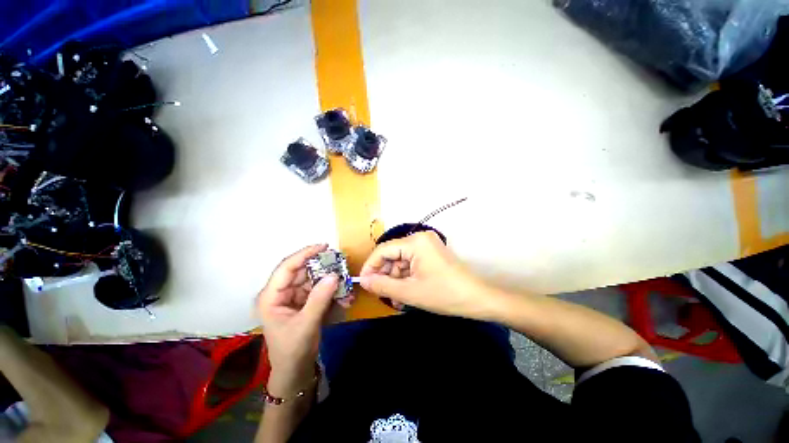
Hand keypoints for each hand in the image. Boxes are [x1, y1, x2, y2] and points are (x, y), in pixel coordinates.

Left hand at [256, 244, 339, 395]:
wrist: (294, 371)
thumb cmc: (293, 351)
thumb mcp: (306, 325)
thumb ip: (319, 299)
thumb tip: (334, 275)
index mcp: (271, 296)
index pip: (287, 267)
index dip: (305, 254)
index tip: (324, 246)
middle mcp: (280, 292)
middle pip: (302, 271)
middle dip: (322, 267)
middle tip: (340, 263)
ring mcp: (293, 296)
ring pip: (312, 279)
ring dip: (329, 280)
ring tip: (345, 282)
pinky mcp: (303, 301)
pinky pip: (318, 289)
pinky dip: (330, 290)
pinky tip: (343, 295)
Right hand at [359, 232, 493, 319]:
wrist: (477, 298)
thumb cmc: (443, 294)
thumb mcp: (409, 292)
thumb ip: (382, 285)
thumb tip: (363, 281)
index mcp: (414, 242)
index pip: (383, 250)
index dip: (370, 267)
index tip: (364, 283)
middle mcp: (420, 238)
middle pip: (392, 255)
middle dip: (386, 276)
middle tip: (383, 295)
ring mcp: (427, 245)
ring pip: (401, 261)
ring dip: (396, 279)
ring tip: (397, 300)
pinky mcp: (431, 253)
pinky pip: (411, 263)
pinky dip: (406, 277)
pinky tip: (406, 293)